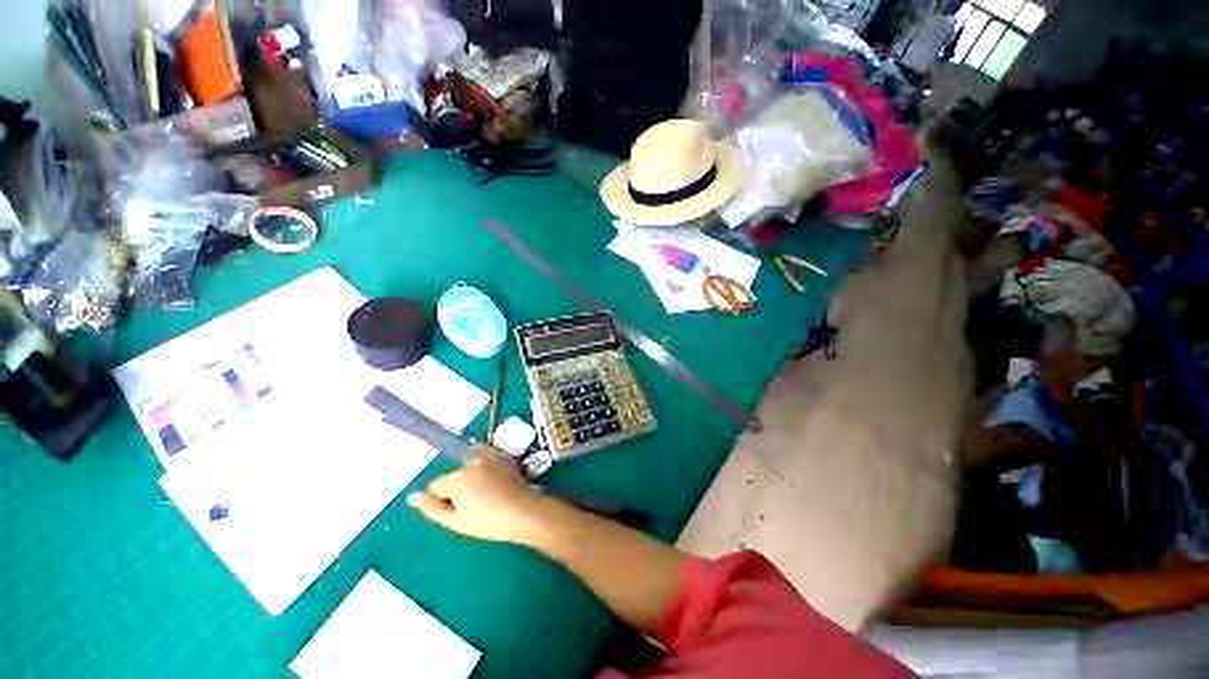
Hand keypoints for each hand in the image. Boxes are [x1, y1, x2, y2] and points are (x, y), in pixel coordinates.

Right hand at [407, 455, 550, 546]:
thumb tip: (412, 496)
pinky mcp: (504, 456)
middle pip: (455, 475)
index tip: (460, 510)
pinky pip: (487, 460)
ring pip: (471, 466)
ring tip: (490, 494)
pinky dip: (488, 468)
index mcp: (457, 479)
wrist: (523, 511)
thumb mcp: (456, 522)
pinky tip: (498, 483)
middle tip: (477, 504)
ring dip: (474, 476)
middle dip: (460, 487)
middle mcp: (471, 462)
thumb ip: (431, 508)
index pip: (436, 485)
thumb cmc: (489, 522)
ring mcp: (490, 456)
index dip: (444, 499)